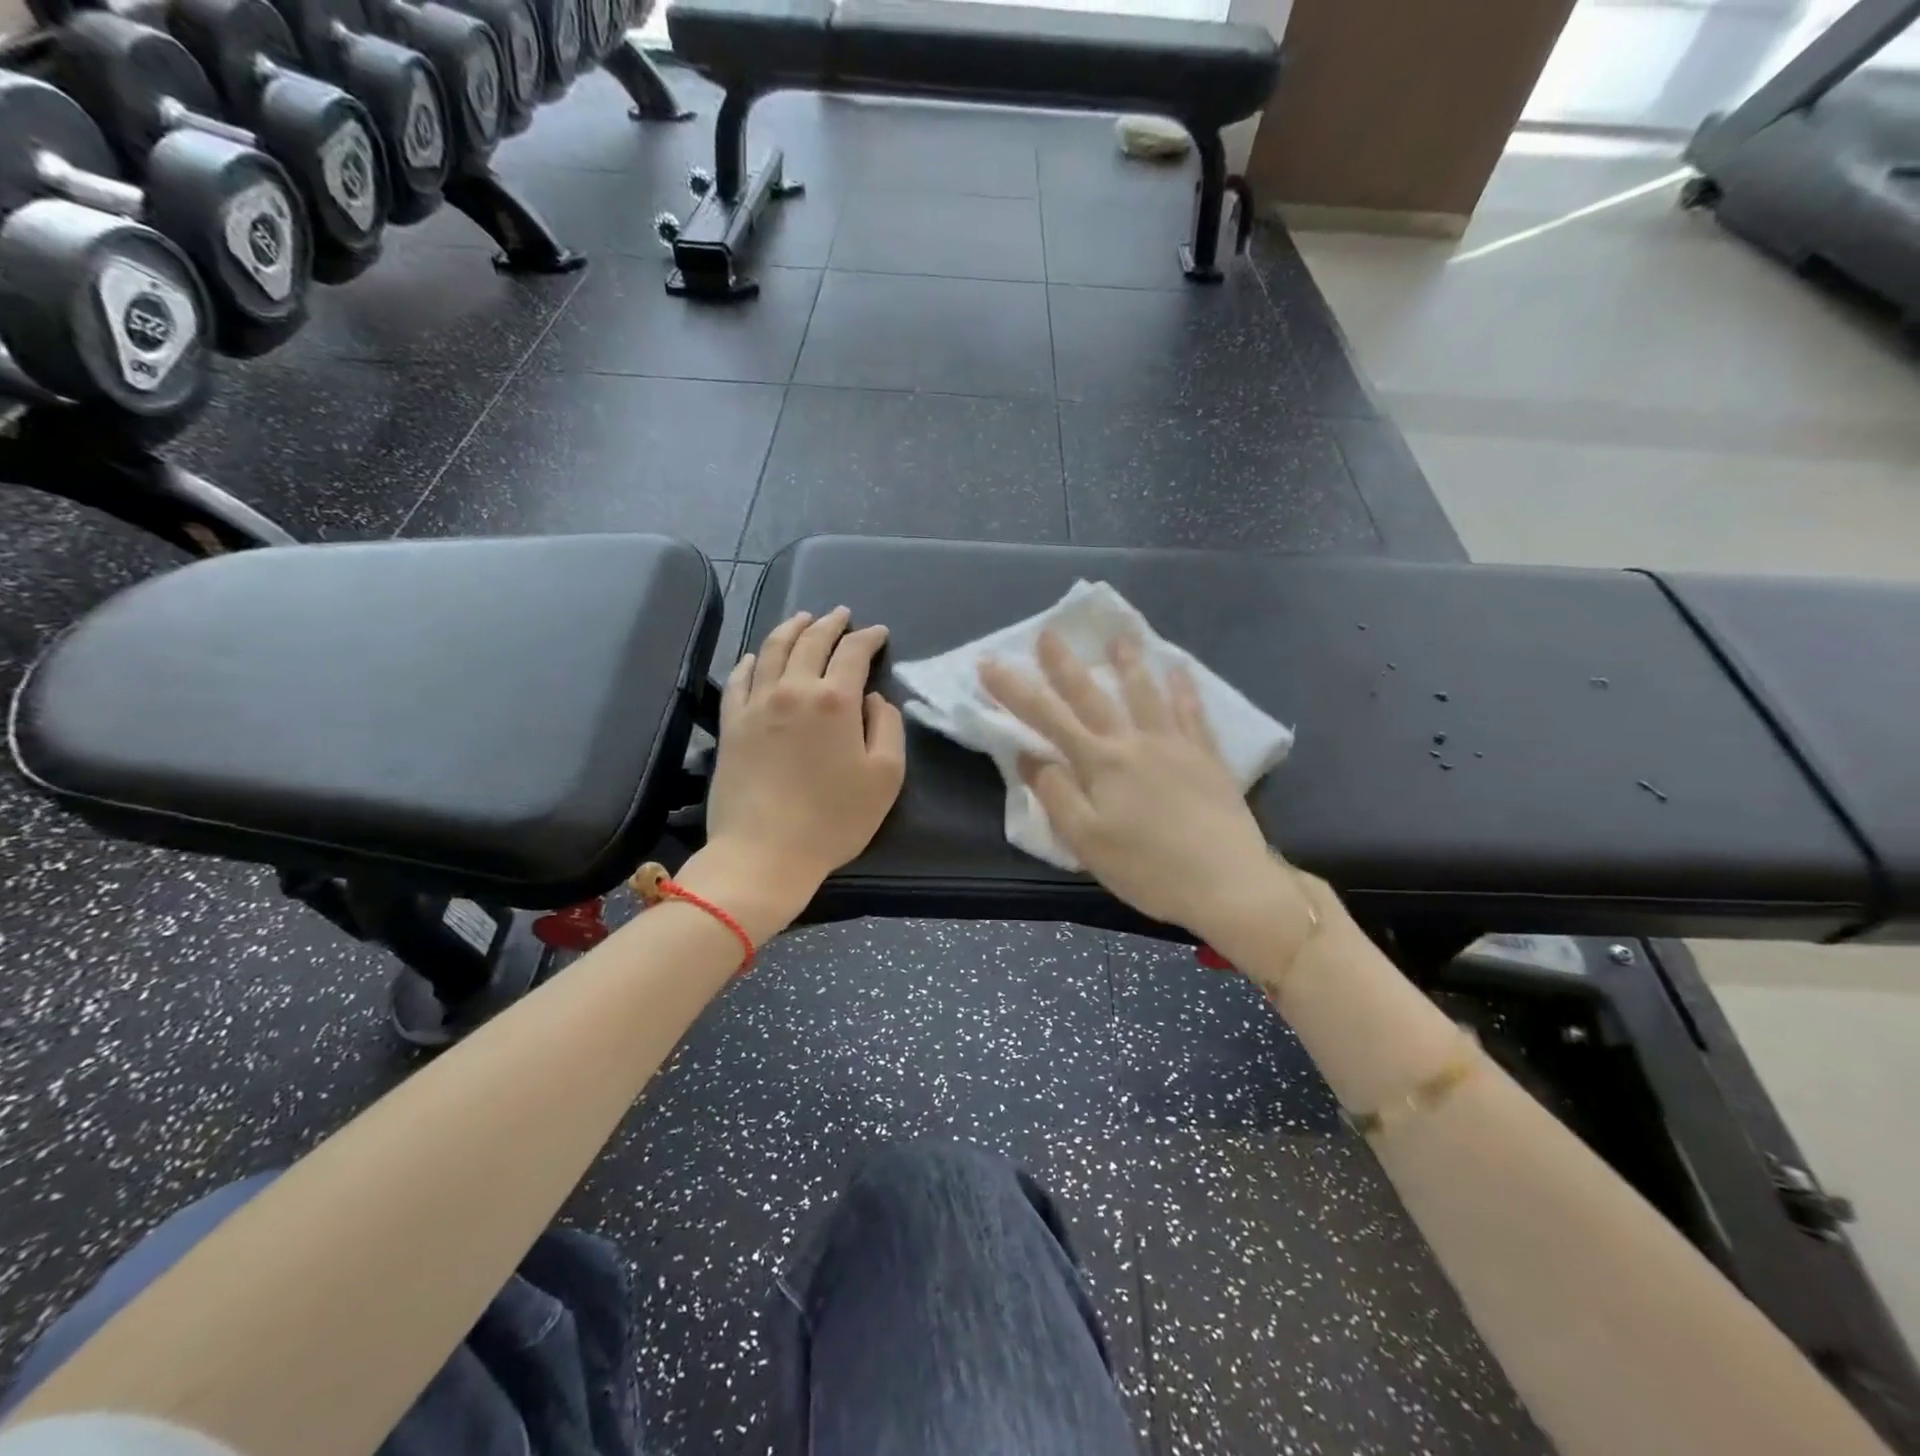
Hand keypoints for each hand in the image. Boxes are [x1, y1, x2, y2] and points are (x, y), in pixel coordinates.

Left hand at [701, 608, 906, 927]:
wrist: (764, 853)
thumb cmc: (834, 819)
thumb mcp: (885, 777)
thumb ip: (887, 728)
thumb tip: (873, 700)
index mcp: (835, 700)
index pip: (853, 653)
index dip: (869, 638)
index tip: (879, 633)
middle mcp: (793, 690)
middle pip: (811, 642)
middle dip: (830, 624)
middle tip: (841, 614)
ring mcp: (756, 705)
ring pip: (772, 650)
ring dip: (791, 629)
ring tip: (803, 619)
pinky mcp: (731, 725)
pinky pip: (739, 679)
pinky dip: (751, 660)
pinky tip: (756, 656)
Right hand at [979, 630, 1301, 956]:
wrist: (1226, 881)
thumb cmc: (1147, 868)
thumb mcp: (1086, 840)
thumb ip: (1055, 794)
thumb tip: (1029, 756)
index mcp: (1100, 763)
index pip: (1046, 718)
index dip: (1014, 690)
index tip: (989, 664)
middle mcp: (1134, 742)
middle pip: (1092, 695)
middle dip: (1065, 664)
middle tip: (1049, 632)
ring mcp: (1174, 744)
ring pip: (1146, 692)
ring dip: (1129, 661)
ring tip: (1120, 634)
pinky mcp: (1206, 756)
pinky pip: (1192, 712)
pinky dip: (1184, 688)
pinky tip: (1180, 671)